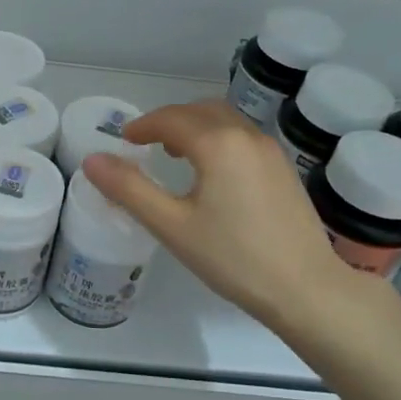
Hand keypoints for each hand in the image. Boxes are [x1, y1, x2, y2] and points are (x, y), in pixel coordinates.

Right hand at [83, 100, 393, 345]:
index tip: (124, 140)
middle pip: (200, 110)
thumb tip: (93, 160)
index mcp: (218, 144)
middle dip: (169, 120)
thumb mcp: (172, 226)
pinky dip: (218, 139)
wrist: (307, 289)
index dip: (143, 126)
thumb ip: (130, 189)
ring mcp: (271, 151)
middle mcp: (247, 136)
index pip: (171, 119)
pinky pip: (242, 137)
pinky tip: (212, 173)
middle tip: (145, 143)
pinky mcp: (284, 169)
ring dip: (195, 127)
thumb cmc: (234, 258)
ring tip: (175, 154)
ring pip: (225, 121)